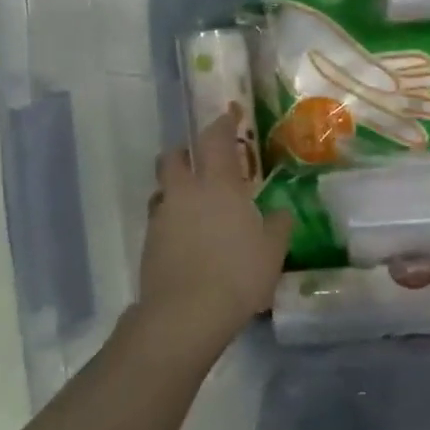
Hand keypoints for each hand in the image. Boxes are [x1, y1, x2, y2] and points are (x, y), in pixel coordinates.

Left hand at [137, 106, 291, 352]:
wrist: (186, 314)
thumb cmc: (238, 274)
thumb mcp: (273, 250)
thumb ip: (278, 224)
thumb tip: (280, 212)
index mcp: (218, 184)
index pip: (215, 139)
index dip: (222, 124)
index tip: (229, 115)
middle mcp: (185, 192)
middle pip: (174, 157)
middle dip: (185, 153)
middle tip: (202, 162)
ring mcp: (162, 217)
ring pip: (163, 189)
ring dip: (176, 189)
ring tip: (195, 206)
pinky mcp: (149, 244)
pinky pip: (160, 219)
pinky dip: (172, 220)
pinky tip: (188, 239)